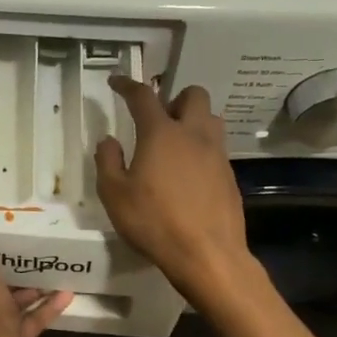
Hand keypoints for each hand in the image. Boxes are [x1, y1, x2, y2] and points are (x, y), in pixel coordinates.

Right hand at [95, 76, 253, 309]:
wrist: (206, 254)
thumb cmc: (153, 222)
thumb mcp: (114, 194)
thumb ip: (108, 161)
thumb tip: (109, 140)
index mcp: (161, 133)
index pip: (143, 96)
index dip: (127, 85)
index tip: (116, 81)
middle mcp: (193, 135)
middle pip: (193, 95)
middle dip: (174, 98)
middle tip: (157, 119)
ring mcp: (217, 154)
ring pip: (210, 119)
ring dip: (193, 121)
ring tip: (174, 145)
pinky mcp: (229, 176)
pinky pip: (216, 148)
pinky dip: (201, 150)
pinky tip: (187, 175)